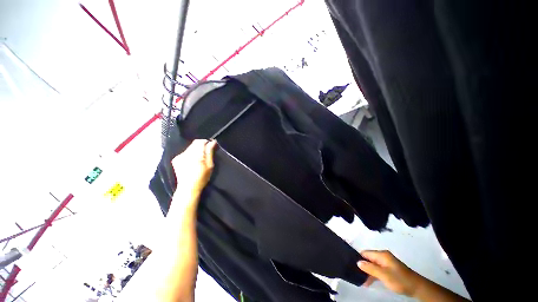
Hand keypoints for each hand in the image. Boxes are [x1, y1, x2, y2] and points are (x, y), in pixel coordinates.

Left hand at [171, 139, 216, 201]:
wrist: (188, 188)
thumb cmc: (202, 177)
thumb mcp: (210, 165)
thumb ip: (210, 152)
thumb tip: (212, 142)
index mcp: (196, 155)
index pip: (200, 141)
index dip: (206, 142)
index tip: (210, 146)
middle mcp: (186, 153)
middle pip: (194, 143)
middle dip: (201, 146)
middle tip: (206, 153)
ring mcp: (180, 156)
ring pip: (190, 147)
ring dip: (195, 150)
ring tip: (199, 158)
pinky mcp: (176, 159)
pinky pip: (185, 152)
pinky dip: (190, 154)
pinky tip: (192, 161)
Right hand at [358, 250, 422, 296]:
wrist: (416, 287)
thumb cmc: (399, 279)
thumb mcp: (383, 274)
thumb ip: (370, 268)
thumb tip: (358, 262)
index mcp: (381, 254)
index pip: (365, 253)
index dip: (358, 258)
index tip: (351, 265)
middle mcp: (383, 256)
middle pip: (368, 258)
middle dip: (362, 266)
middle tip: (355, 274)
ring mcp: (386, 262)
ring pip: (372, 265)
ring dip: (367, 271)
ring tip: (361, 280)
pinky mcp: (389, 269)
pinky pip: (377, 269)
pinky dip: (373, 274)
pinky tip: (369, 281)